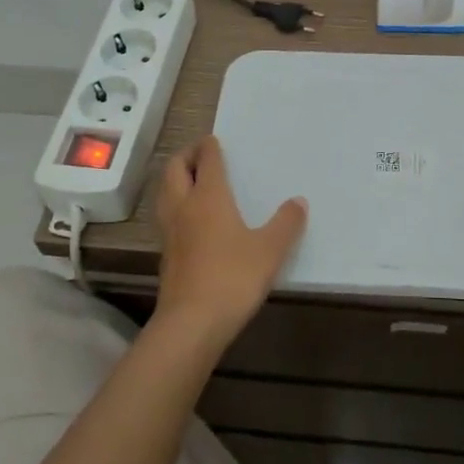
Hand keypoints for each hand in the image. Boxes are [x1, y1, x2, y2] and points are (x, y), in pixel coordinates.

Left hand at [153, 136, 306, 354]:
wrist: (192, 322)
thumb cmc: (233, 277)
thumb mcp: (270, 250)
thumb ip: (286, 223)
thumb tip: (299, 201)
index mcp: (209, 197)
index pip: (205, 160)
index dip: (209, 147)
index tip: (214, 140)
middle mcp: (184, 206)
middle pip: (174, 169)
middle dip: (185, 156)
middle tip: (200, 154)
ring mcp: (170, 231)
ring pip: (165, 192)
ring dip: (175, 179)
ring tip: (191, 180)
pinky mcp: (166, 254)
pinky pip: (166, 216)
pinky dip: (175, 205)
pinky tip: (190, 219)